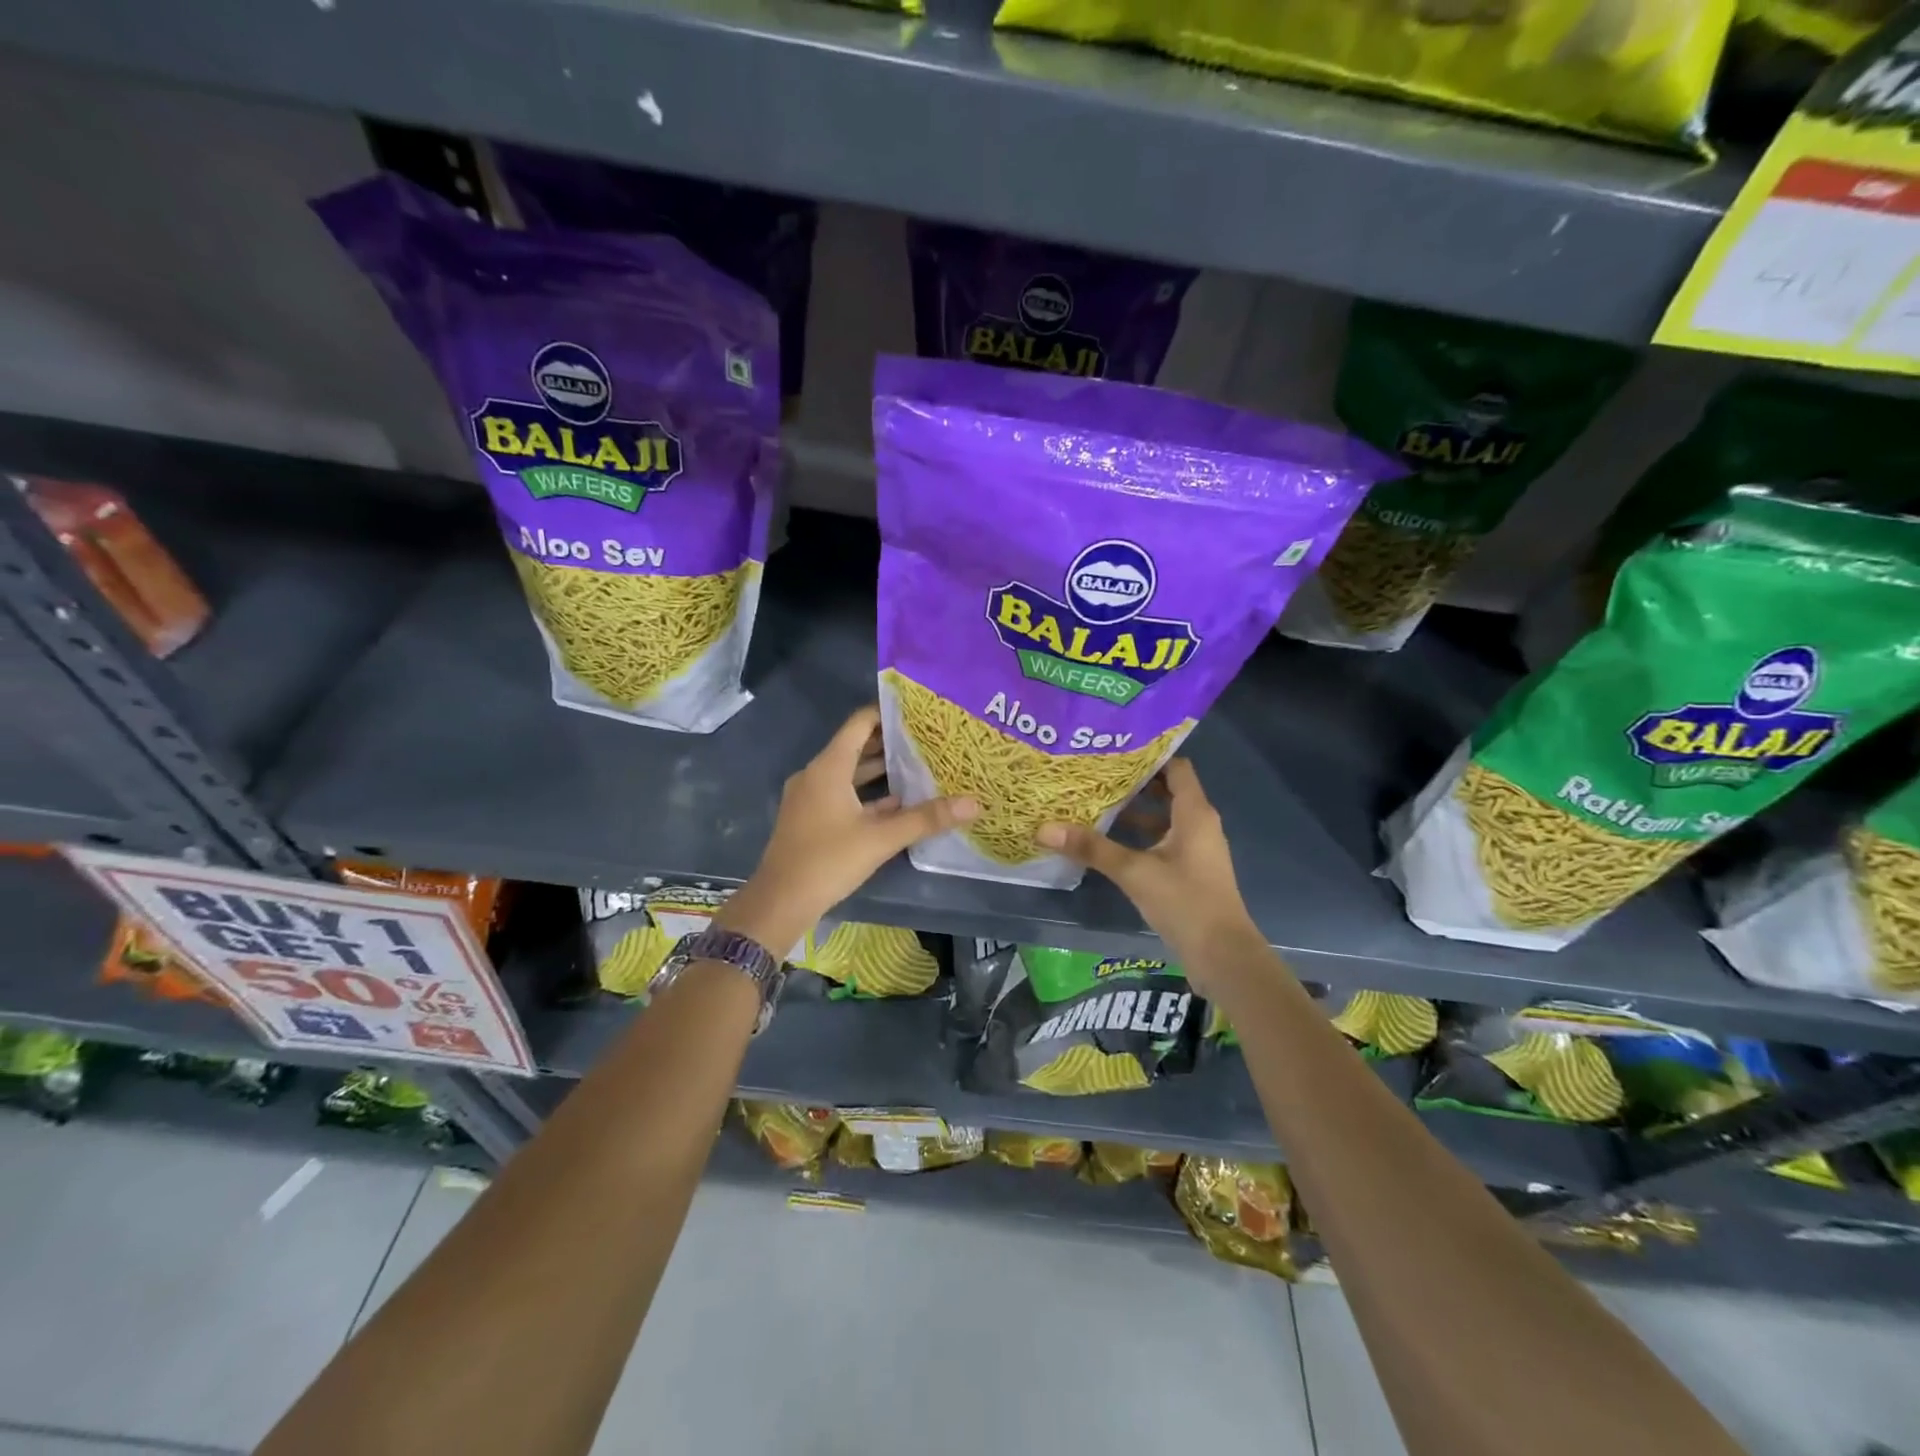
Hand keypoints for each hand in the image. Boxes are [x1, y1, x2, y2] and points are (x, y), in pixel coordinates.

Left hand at [716, 705, 977, 954]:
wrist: (780, 902)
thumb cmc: (828, 861)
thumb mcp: (881, 839)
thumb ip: (926, 819)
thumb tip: (973, 803)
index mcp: (828, 768)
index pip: (859, 724)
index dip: (887, 713)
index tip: (919, 712)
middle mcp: (817, 775)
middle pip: (856, 747)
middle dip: (890, 743)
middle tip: (928, 739)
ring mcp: (811, 798)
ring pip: (850, 774)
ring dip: (880, 771)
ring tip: (920, 767)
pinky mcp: (811, 819)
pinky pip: (843, 795)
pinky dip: (867, 795)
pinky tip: (898, 804)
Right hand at [1035, 758, 1260, 986]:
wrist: (1222, 956)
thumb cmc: (1185, 902)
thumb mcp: (1134, 872)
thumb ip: (1091, 848)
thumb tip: (1044, 828)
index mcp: (1194, 813)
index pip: (1175, 767)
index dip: (1148, 755)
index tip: (1113, 749)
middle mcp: (1199, 824)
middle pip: (1167, 790)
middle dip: (1134, 782)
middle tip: (1095, 772)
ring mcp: (1196, 848)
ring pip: (1164, 817)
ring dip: (1134, 810)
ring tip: (1095, 801)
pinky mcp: (1189, 870)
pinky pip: (1163, 839)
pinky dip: (1140, 835)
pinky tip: (1109, 841)